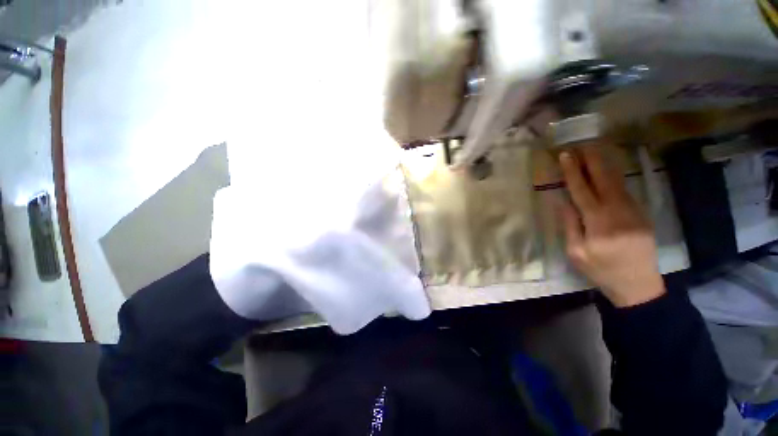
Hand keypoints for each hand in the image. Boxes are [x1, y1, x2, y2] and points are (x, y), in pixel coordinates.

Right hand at [559, 146, 665, 307]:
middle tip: (582, 143)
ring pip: (617, 182)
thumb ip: (570, 225)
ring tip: (593, 150)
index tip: (565, 155)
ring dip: (604, 164)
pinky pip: (624, 190)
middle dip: (592, 160)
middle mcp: (619, 212)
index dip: (573, 172)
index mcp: (599, 223)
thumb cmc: (601, 270)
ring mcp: (634, 211)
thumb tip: (561, 201)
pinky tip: (605, 171)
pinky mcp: (641, 214)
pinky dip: (613, 177)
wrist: (638, 285)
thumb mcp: (576, 252)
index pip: (583, 191)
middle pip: (604, 179)